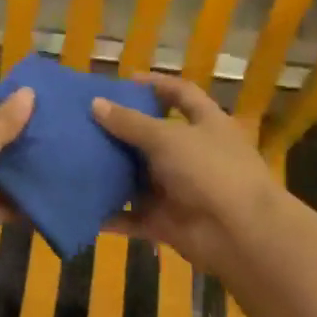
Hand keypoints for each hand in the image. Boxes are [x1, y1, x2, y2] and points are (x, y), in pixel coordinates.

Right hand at [91, 74, 283, 283]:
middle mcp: (193, 155)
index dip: (157, 85)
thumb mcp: (168, 138)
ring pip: (139, 178)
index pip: (182, 94)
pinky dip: (111, 214)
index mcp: (206, 124)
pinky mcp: (167, 222)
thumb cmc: (210, 171)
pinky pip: (132, 216)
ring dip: (112, 172)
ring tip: (75, 159)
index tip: (125, 81)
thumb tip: (95, 103)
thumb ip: (130, 122)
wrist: (241, 235)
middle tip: (87, 121)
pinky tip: (83, 205)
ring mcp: (180, 190)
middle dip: (122, 131)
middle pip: (153, 137)